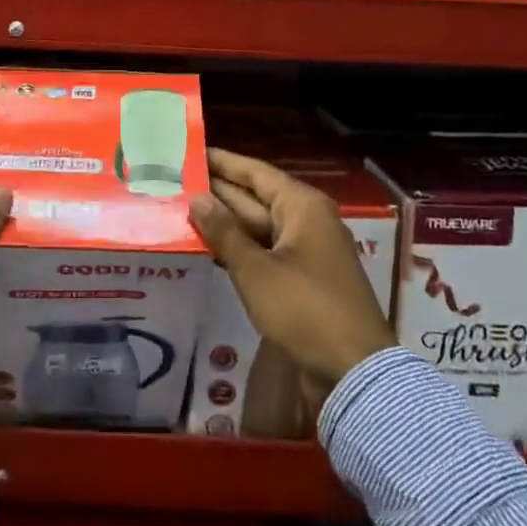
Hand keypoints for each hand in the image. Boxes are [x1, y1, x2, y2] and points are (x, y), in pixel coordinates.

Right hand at [190, 148, 396, 409]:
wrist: (353, 372)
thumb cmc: (305, 309)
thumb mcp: (256, 270)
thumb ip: (224, 232)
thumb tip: (196, 198)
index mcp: (301, 206)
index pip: (254, 172)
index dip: (221, 162)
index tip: (189, 153)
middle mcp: (305, 221)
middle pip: (254, 198)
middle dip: (216, 193)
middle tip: (173, 184)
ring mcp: (304, 252)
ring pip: (256, 228)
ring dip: (222, 224)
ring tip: (179, 213)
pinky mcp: (300, 280)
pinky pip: (263, 253)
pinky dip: (237, 250)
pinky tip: (206, 249)